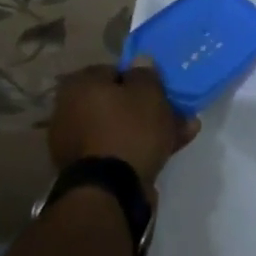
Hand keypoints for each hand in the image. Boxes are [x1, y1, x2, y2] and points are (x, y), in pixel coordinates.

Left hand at [48, 60, 198, 185]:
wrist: (110, 194)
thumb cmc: (128, 129)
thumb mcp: (147, 91)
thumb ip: (146, 73)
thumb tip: (140, 61)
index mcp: (79, 86)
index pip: (113, 70)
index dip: (139, 76)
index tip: (159, 85)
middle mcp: (70, 113)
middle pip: (117, 102)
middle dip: (148, 106)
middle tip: (176, 108)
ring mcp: (78, 146)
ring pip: (122, 128)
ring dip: (151, 128)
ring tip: (185, 129)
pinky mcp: (90, 173)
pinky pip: (120, 151)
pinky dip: (142, 149)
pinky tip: (172, 148)